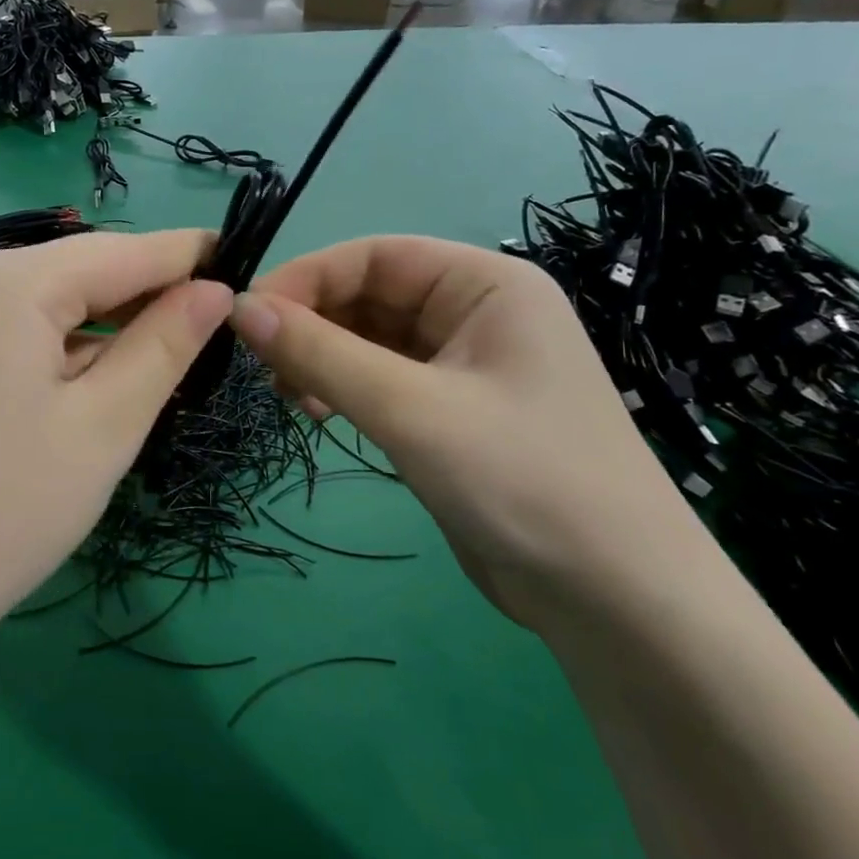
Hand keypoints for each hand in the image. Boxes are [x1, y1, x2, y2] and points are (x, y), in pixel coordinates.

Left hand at [0, 229, 232, 647]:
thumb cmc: (7, 509)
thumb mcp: (105, 424)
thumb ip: (164, 345)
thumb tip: (213, 290)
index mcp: (11, 282)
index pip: (122, 250)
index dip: (187, 254)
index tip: (242, 260)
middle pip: (80, 272)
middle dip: (146, 294)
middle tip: (211, 324)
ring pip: (46, 306)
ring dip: (104, 327)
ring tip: (160, 358)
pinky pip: (13, 335)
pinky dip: (61, 350)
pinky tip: (88, 385)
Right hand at [229, 236, 713, 631]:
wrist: (618, 603)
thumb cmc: (523, 481)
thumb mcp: (410, 410)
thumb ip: (320, 353)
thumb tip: (240, 306)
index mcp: (486, 285)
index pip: (375, 256)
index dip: (306, 277)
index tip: (246, 316)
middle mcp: (476, 312)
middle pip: (369, 295)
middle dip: (312, 323)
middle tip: (262, 365)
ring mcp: (465, 364)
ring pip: (370, 339)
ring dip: (322, 358)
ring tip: (289, 395)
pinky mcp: (452, 411)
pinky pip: (381, 379)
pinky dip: (343, 388)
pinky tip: (317, 413)